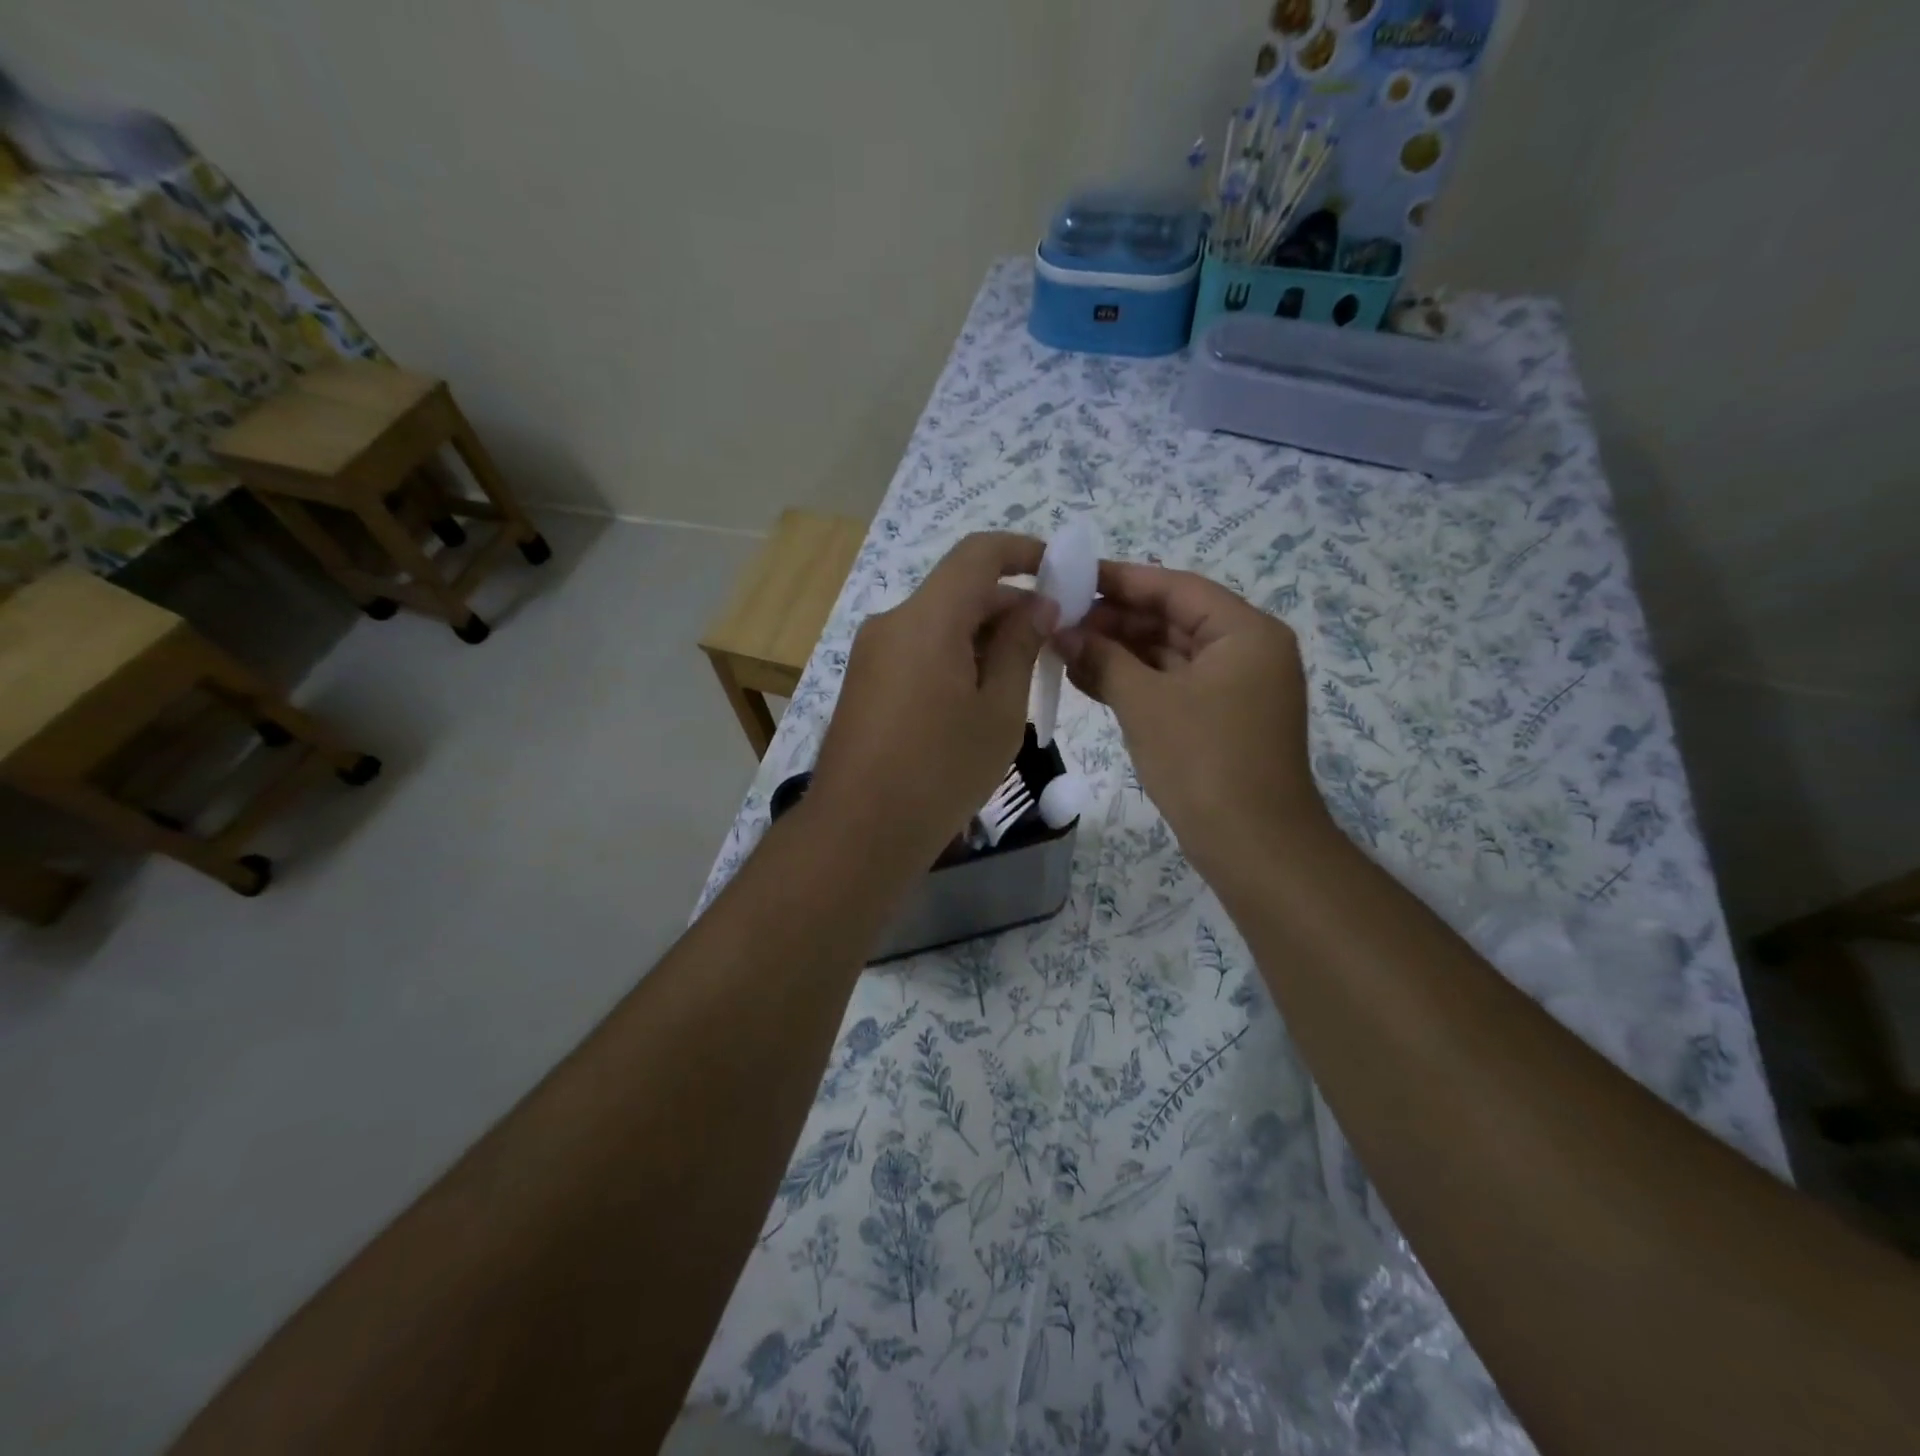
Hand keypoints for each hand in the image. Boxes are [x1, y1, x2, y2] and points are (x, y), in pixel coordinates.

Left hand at [811, 532, 1054, 870]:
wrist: (858, 831)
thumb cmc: (941, 771)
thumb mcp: (999, 712)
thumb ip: (1021, 648)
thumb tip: (1038, 606)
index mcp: (927, 619)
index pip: (977, 554)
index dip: (1022, 551)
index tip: (1059, 572)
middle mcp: (892, 622)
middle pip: (958, 591)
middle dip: (1009, 607)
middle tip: (1051, 644)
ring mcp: (871, 653)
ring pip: (938, 624)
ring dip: (982, 637)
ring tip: (1020, 681)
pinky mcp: (864, 682)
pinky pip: (917, 651)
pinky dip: (953, 658)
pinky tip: (977, 701)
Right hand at [1056, 561, 1327, 882]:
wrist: (1252, 846)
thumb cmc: (1203, 761)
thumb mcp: (1146, 703)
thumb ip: (1103, 658)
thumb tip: (1062, 632)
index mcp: (1245, 632)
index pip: (1177, 588)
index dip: (1122, 580)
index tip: (1073, 576)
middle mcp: (1247, 651)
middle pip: (1174, 619)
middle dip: (1116, 620)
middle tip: (1061, 619)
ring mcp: (1235, 689)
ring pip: (1170, 655)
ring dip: (1120, 653)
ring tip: (1064, 648)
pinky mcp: (1220, 720)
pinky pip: (1173, 686)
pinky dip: (1135, 682)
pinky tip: (1088, 678)